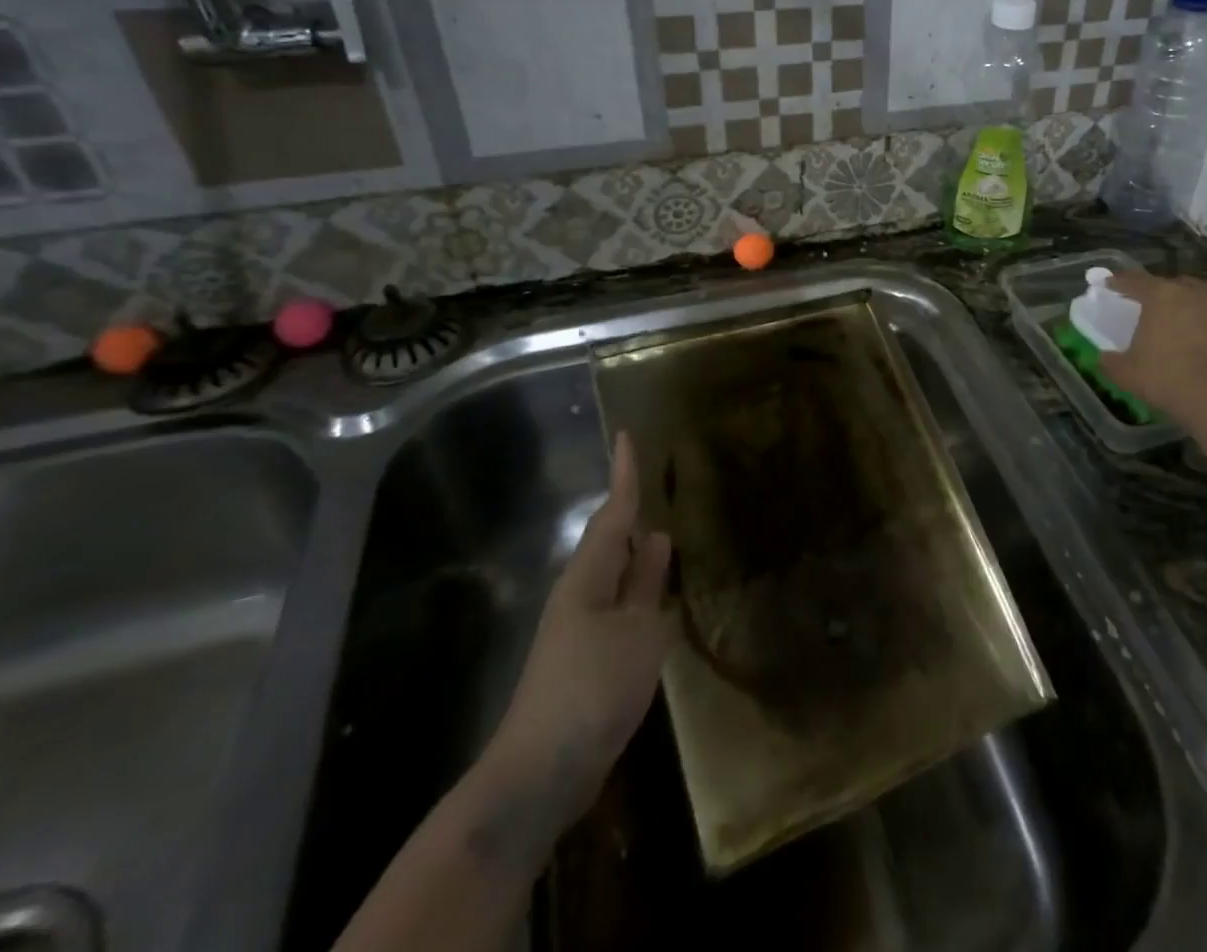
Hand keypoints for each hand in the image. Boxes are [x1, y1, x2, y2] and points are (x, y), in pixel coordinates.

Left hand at [481, 433, 670, 834]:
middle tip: (658, 479)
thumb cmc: (594, 687)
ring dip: (637, 550)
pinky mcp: (586, 657)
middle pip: (610, 539)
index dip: (625, 474)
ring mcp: (580, 627)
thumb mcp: (638, 630)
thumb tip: (657, 538)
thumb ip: (647, 583)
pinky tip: (655, 593)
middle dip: (631, 510)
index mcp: (589, 576)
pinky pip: (617, 604)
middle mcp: (580, 593)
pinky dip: (638, 587)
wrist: (541, 771)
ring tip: (665, 527)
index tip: (628, 435)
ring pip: (614, 573)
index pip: (613, 512)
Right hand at [1099, 272, 1206, 429]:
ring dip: (1194, 312)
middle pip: (1176, 285)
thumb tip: (1104, 358)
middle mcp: (1197, 296)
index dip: (1120, 282)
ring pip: (1206, 304)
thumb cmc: (1169, 379)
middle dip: (1163, 293)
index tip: (1110, 284)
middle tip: (1153, 308)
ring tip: (1186, 330)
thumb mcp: (1128, 374)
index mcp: (1163, 297)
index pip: (1135, 281)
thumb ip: (1112, 362)